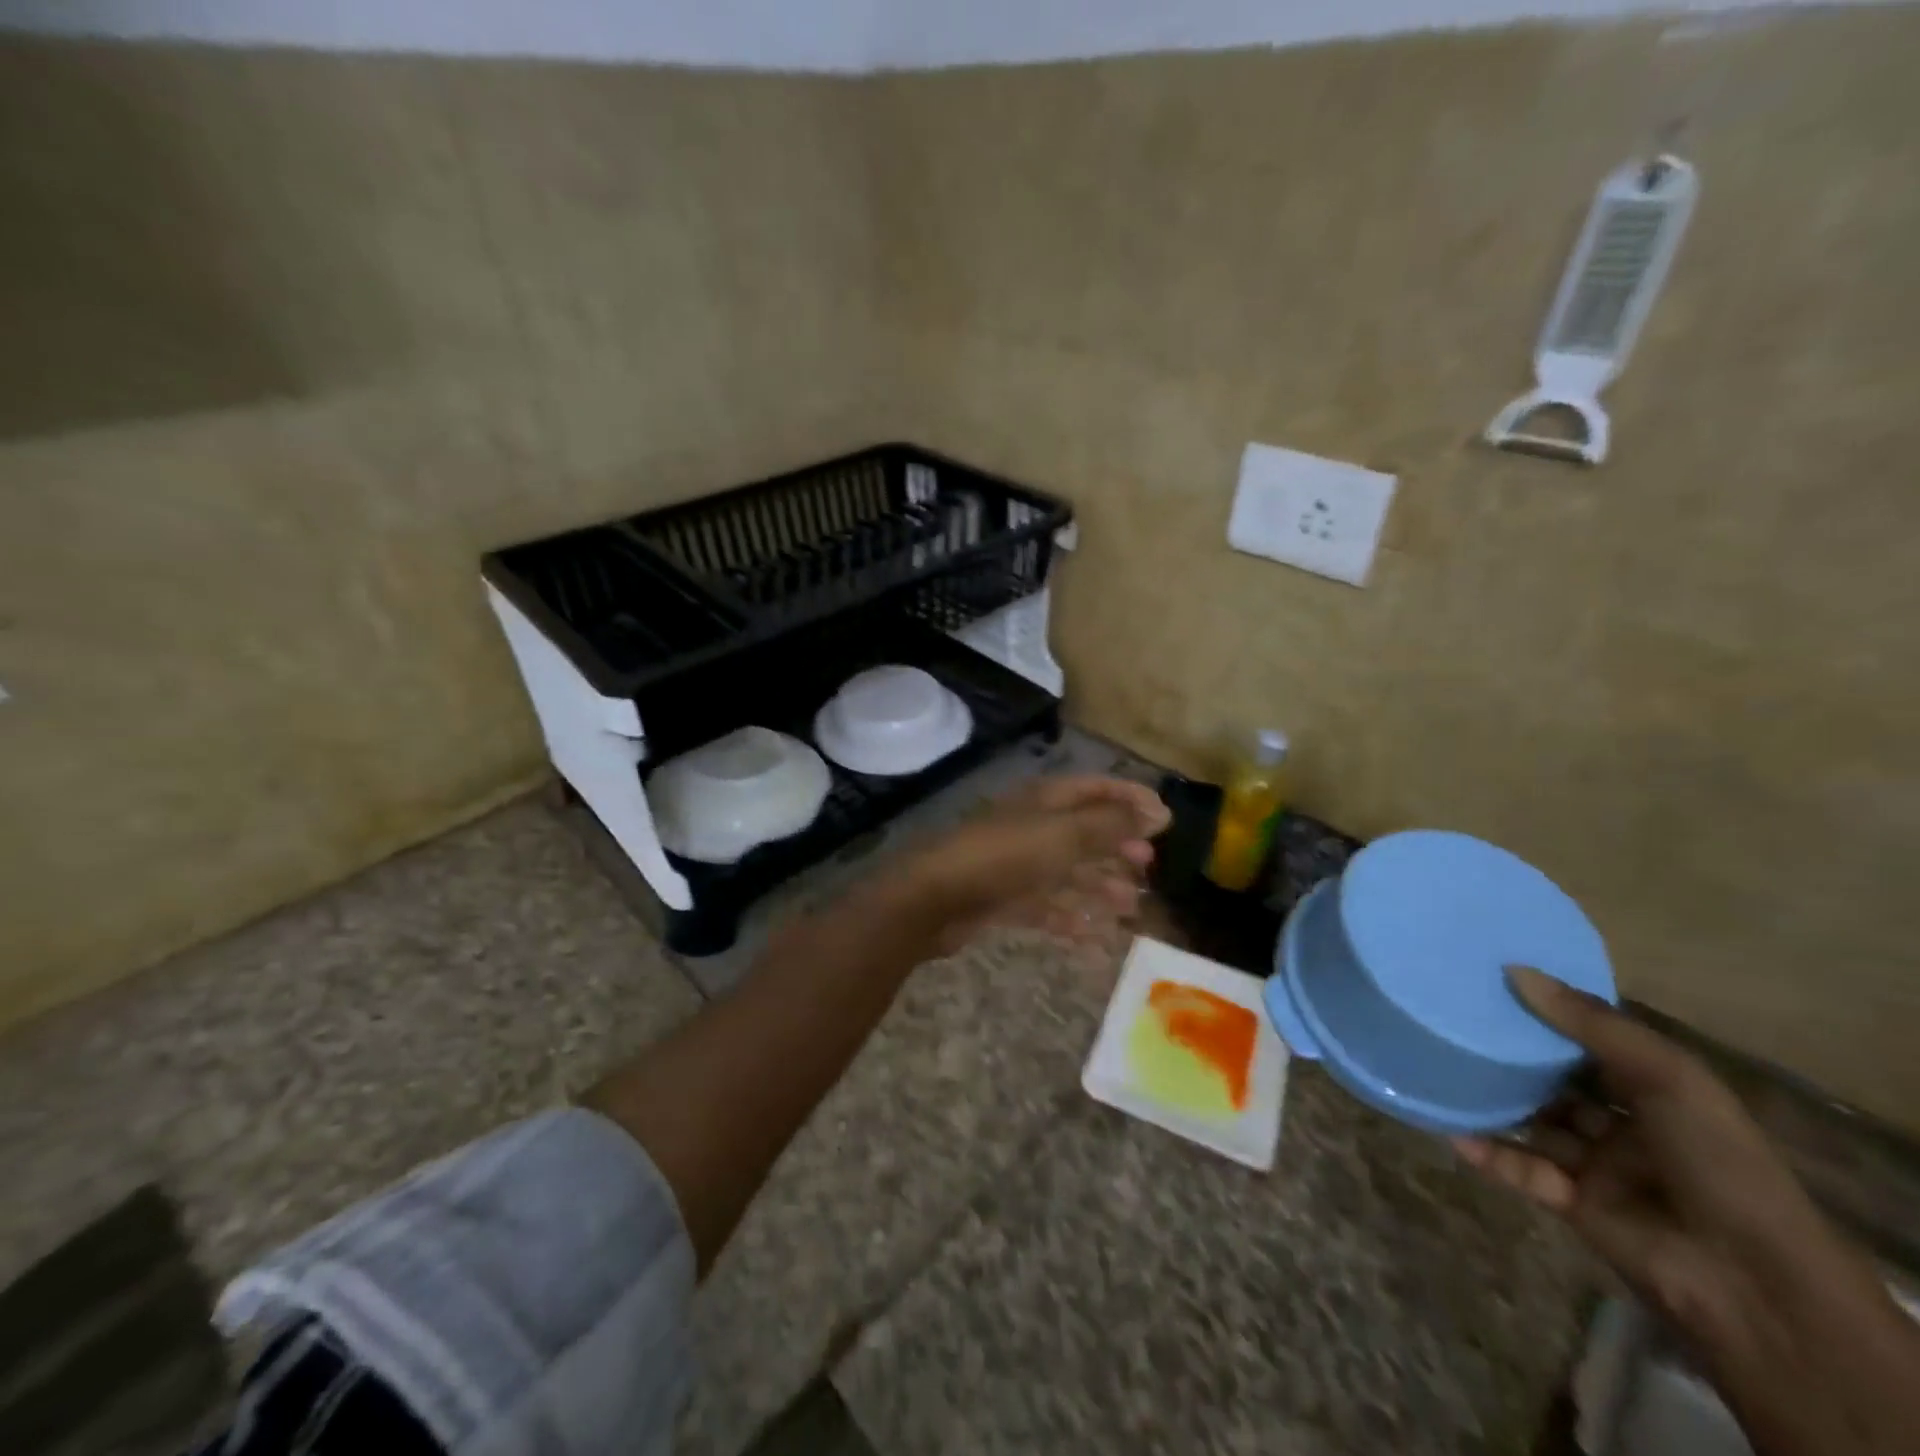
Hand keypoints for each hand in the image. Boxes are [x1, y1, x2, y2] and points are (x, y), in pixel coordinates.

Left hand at [881, 775, 1169, 954]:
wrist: (936, 897)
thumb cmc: (1005, 856)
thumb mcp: (1065, 835)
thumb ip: (1111, 825)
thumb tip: (1158, 813)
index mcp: (1045, 800)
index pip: (1096, 789)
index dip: (1130, 799)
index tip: (1166, 819)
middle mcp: (1033, 826)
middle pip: (1083, 831)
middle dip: (1117, 847)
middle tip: (1149, 867)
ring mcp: (1017, 863)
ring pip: (1067, 871)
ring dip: (1099, 886)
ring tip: (1130, 906)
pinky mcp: (1004, 897)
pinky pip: (1047, 904)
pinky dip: (1071, 917)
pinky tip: (1095, 936)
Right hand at [1457, 968, 1919, 1455]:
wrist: (1761, 1300)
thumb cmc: (1725, 1173)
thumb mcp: (1669, 1082)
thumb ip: (1592, 1025)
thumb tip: (1514, 970)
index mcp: (1650, 1088)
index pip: (1583, 1032)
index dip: (1540, 1001)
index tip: (1482, 968)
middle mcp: (1618, 1119)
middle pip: (1547, 1073)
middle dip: (1498, 1045)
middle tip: (1438, 1008)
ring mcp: (1592, 1166)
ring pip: (1523, 1118)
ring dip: (1480, 1094)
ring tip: (1425, 1057)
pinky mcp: (1569, 1206)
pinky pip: (1512, 1169)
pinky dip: (1478, 1149)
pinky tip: (1438, 1125)